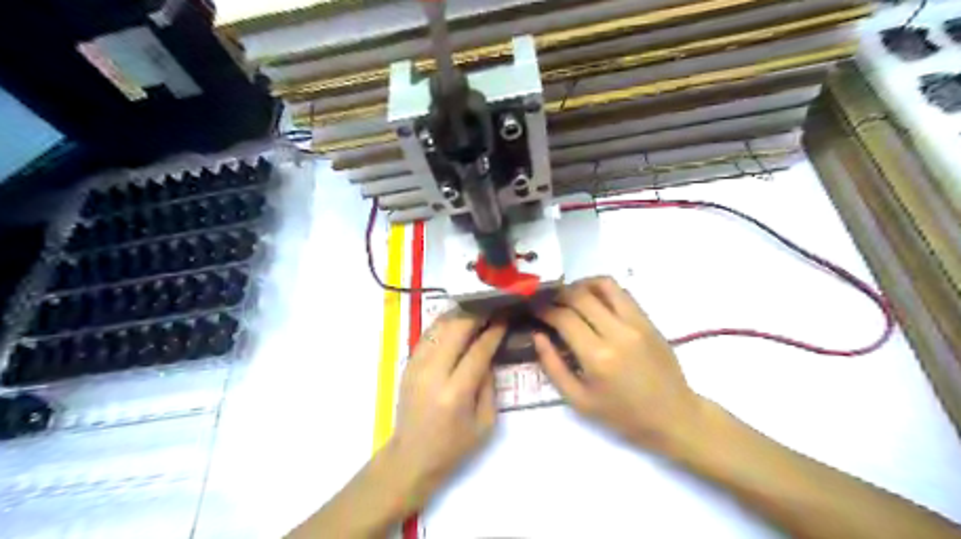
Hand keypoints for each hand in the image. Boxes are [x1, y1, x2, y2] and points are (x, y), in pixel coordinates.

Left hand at [386, 309, 503, 511]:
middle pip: (455, 329)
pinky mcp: (408, 363)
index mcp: (455, 393)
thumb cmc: (453, 446)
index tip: (505, 317)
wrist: (411, 456)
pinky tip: (457, 318)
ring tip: (477, 307)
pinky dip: (444, 322)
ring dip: (460, 313)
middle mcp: (433, 374)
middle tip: (493, 305)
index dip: (494, 330)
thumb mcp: (485, 423)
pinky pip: (428, 333)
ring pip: (439, 326)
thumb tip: (490, 351)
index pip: (478, 350)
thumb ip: (490, 384)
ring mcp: (416, 366)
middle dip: (477, 313)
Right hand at [534, 275, 703, 451]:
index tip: (534, 310)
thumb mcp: (579, 401)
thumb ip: (554, 366)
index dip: (544, 310)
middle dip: (557, 295)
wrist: (674, 417)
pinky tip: (593, 300)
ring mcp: (636, 323)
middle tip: (547, 302)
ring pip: (603, 285)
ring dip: (581, 285)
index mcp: (597, 357)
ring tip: (569, 296)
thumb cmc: (623, 415)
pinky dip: (602, 289)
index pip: (564, 318)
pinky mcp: (648, 320)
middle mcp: (617, 332)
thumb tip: (538, 335)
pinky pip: (622, 293)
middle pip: (580, 296)